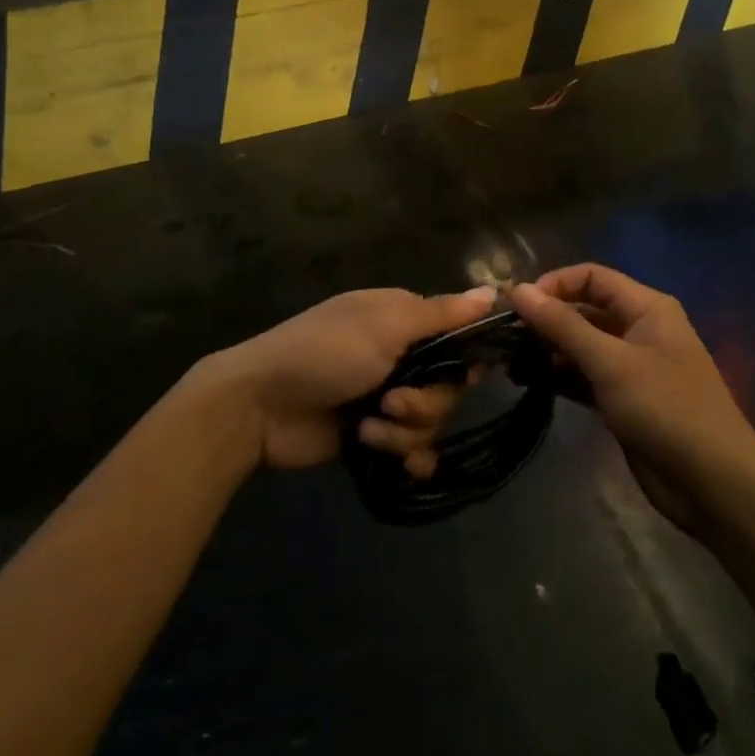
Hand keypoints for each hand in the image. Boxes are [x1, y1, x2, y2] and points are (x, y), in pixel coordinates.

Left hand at [211, 287, 496, 473]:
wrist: (260, 406)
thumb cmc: (325, 352)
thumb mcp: (385, 325)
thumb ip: (441, 314)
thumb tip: (494, 292)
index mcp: (402, 319)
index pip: (458, 336)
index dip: (467, 357)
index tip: (469, 374)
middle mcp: (400, 355)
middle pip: (448, 386)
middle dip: (426, 401)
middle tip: (393, 402)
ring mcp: (385, 398)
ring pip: (430, 421)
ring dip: (404, 431)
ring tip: (369, 429)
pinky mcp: (372, 436)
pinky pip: (412, 450)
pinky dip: (407, 456)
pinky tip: (396, 463)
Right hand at [511, 265, 754, 533]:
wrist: (713, 484)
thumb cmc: (666, 409)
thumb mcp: (611, 362)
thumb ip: (563, 326)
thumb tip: (518, 290)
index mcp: (646, 307)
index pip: (592, 277)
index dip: (554, 284)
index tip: (517, 305)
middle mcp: (638, 328)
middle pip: (584, 309)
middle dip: (546, 318)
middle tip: (504, 335)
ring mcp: (630, 366)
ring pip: (581, 345)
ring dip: (548, 349)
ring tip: (508, 359)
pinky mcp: (622, 399)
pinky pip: (584, 376)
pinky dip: (559, 376)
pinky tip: (527, 381)